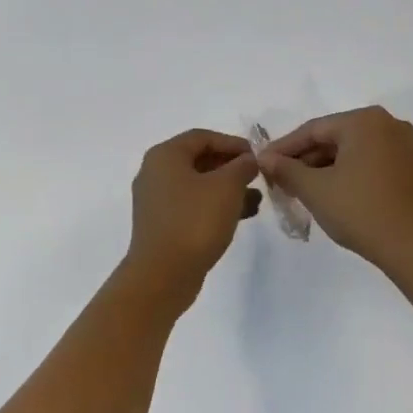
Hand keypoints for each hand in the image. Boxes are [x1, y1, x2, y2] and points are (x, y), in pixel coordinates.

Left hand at [124, 130, 261, 302]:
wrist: (163, 275)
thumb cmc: (194, 221)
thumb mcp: (227, 187)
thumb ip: (242, 166)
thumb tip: (248, 160)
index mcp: (165, 156)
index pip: (202, 137)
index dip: (232, 143)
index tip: (257, 156)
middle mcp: (155, 173)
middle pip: (198, 160)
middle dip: (231, 167)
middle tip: (257, 176)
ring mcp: (156, 201)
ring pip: (197, 185)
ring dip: (227, 188)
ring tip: (256, 198)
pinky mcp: (162, 225)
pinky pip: (192, 206)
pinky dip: (215, 206)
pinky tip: (241, 216)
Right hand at [259, 106, 412, 274]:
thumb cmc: (361, 211)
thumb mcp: (315, 190)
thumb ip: (286, 169)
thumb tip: (265, 158)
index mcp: (364, 121)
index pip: (313, 130)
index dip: (283, 148)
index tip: (261, 164)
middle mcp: (387, 124)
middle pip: (333, 138)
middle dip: (304, 159)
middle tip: (278, 180)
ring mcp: (403, 146)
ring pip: (351, 151)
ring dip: (324, 168)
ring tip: (299, 190)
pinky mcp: (410, 167)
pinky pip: (368, 162)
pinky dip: (346, 173)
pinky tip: (329, 193)